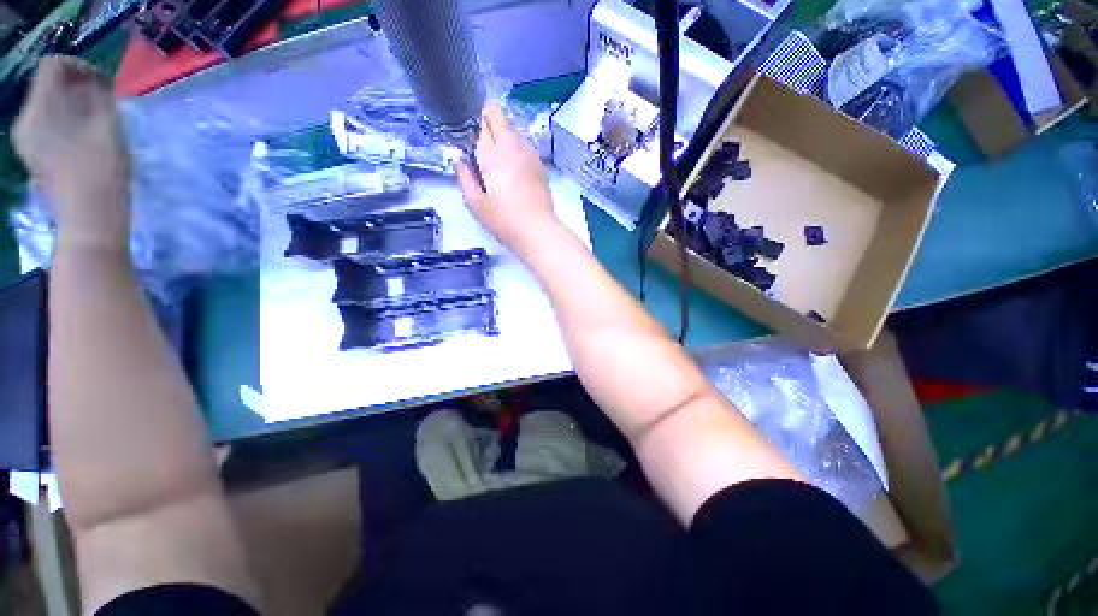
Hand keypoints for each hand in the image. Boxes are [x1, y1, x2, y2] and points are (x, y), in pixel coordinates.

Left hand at [13, 55, 130, 251]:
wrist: (89, 224)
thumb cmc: (101, 176)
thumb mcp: (107, 130)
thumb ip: (99, 98)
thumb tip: (97, 83)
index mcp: (39, 110)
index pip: (52, 66)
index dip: (79, 66)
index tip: (102, 81)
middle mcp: (26, 121)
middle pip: (48, 85)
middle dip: (77, 87)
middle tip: (104, 101)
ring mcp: (27, 141)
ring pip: (49, 106)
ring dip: (74, 105)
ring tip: (98, 120)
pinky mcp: (34, 156)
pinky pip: (48, 124)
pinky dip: (67, 122)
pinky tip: (85, 137)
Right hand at [456, 101, 556, 249]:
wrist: (537, 231)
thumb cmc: (503, 220)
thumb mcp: (475, 202)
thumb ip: (463, 175)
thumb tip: (456, 155)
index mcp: (493, 153)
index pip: (483, 117)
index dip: (474, 123)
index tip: (469, 140)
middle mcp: (513, 146)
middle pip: (499, 114)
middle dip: (487, 121)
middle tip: (481, 148)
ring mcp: (529, 153)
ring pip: (513, 128)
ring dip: (502, 135)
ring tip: (498, 162)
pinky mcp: (540, 164)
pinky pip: (524, 144)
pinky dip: (516, 148)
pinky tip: (513, 170)